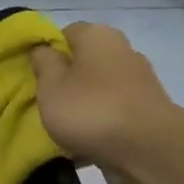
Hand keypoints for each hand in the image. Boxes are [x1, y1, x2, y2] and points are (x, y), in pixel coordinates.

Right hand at [31, 23, 181, 183]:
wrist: (148, 150)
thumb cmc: (91, 110)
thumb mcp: (51, 86)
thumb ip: (43, 64)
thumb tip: (44, 49)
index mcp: (99, 36)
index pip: (66, 33)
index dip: (48, 53)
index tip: (35, 77)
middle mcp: (123, 52)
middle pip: (85, 64)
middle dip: (66, 83)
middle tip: (47, 105)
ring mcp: (139, 83)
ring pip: (99, 92)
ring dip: (83, 108)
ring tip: (63, 133)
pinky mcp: (147, 113)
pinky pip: (113, 116)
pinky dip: (100, 128)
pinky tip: (84, 148)